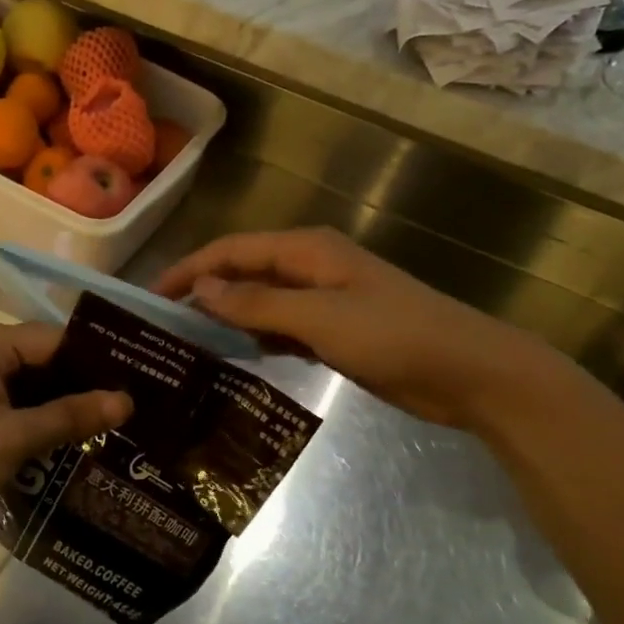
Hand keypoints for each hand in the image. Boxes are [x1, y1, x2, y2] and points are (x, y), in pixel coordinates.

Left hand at [0, 321, 130, 552]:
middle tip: (136, 410)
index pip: (56, 339)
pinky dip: (43, 423)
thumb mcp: (14, 438)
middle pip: (46, 362)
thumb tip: (127, 401)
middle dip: (85, 387)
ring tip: (118, 428)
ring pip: (33, 388)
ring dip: (66, 408)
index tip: (140, 382)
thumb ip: (71, 416)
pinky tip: (77, 443)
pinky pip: (17, 408)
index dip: (98, 361)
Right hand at [155, 227, 564, 429]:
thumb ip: (257, 302)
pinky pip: (282, 326)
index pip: (231, 250)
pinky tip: (238, 359)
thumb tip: (201, 288)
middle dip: (204, 292)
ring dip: (229, 317)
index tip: (152, 298)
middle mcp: (311, 266)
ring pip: (261, 300)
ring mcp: (325, 298)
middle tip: (165, 325)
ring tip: (190, 343)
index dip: (189, 270)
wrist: (471, 373)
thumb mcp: (319, 318)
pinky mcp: (336, 329)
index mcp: (306, 250)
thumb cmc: (394, 336)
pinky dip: (257, 337)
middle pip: (243, 271)